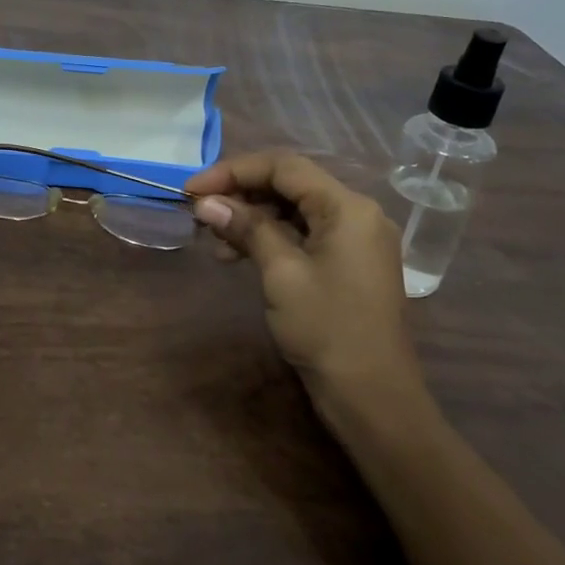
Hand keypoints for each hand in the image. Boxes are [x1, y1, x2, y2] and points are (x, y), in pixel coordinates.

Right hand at [186, 150, 430, 420]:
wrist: (372, 397)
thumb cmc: (326, 329)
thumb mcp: (282, 273)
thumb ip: (246, 228)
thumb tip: (206, 203)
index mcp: (348, 206)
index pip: (284, 167)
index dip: (233, 171)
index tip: (192, 189)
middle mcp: (357, 213)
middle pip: (290, 185)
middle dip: (242, 193)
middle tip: (200, 212)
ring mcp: (356, 239)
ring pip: (295, 210)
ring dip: (253, 218)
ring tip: (215, 241)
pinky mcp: (349, 263)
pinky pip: (305, 234)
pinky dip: (271, 238)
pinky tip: (239, 256)